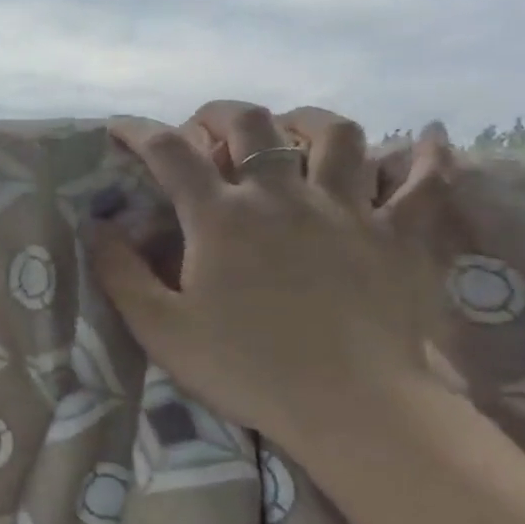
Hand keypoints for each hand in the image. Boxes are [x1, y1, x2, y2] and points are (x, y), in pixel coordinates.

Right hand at [91, 100, 454, 450]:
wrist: (353, 408)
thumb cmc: (246, 368)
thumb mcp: (160, 328)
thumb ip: (119, 273)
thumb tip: (95, 226)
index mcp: (221, 217)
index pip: (170, 152)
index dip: (139, 131)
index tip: (118, 127)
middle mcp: (282, 196)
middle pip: (252, 123)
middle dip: (219, 114)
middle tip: (204, 131)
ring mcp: (348, 209)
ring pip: (337, 134)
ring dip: (307, 122)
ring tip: (292, 133)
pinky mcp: (400, 235)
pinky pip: (425, 179)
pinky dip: (427, 154)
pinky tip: (429, 139)